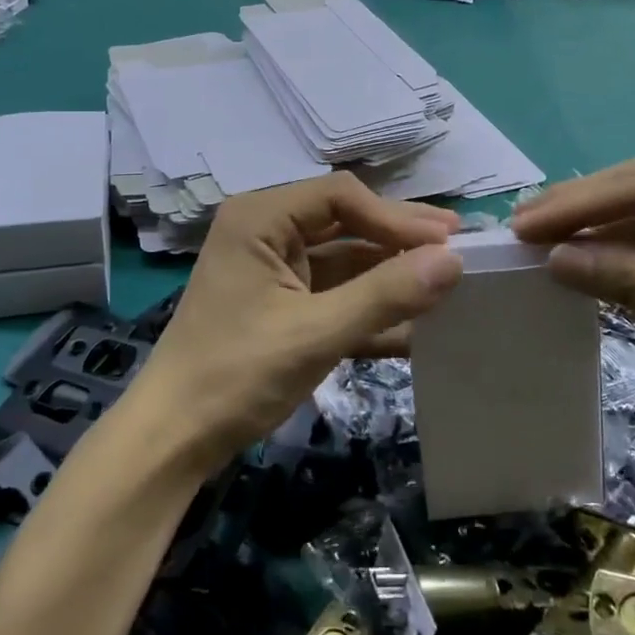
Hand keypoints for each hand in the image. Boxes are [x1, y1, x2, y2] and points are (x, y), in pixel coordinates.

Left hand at [129, 174, 463, 474]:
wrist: (175, 438)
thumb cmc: (237, 374)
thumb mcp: (316, 333)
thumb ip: (385, 294)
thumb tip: (453, 260)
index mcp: (260, 218)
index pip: (341, 196)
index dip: (395, 217)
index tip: (444, 244)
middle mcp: (266, 231)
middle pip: (345, 221)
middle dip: (399, 238)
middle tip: (459, 246)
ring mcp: (275, 269)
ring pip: (345, 259)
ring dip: (392, 274)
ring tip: (448, 282)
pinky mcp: (282, 304)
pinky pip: (335, 293)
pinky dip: (371, 306)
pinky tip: (417, 322)